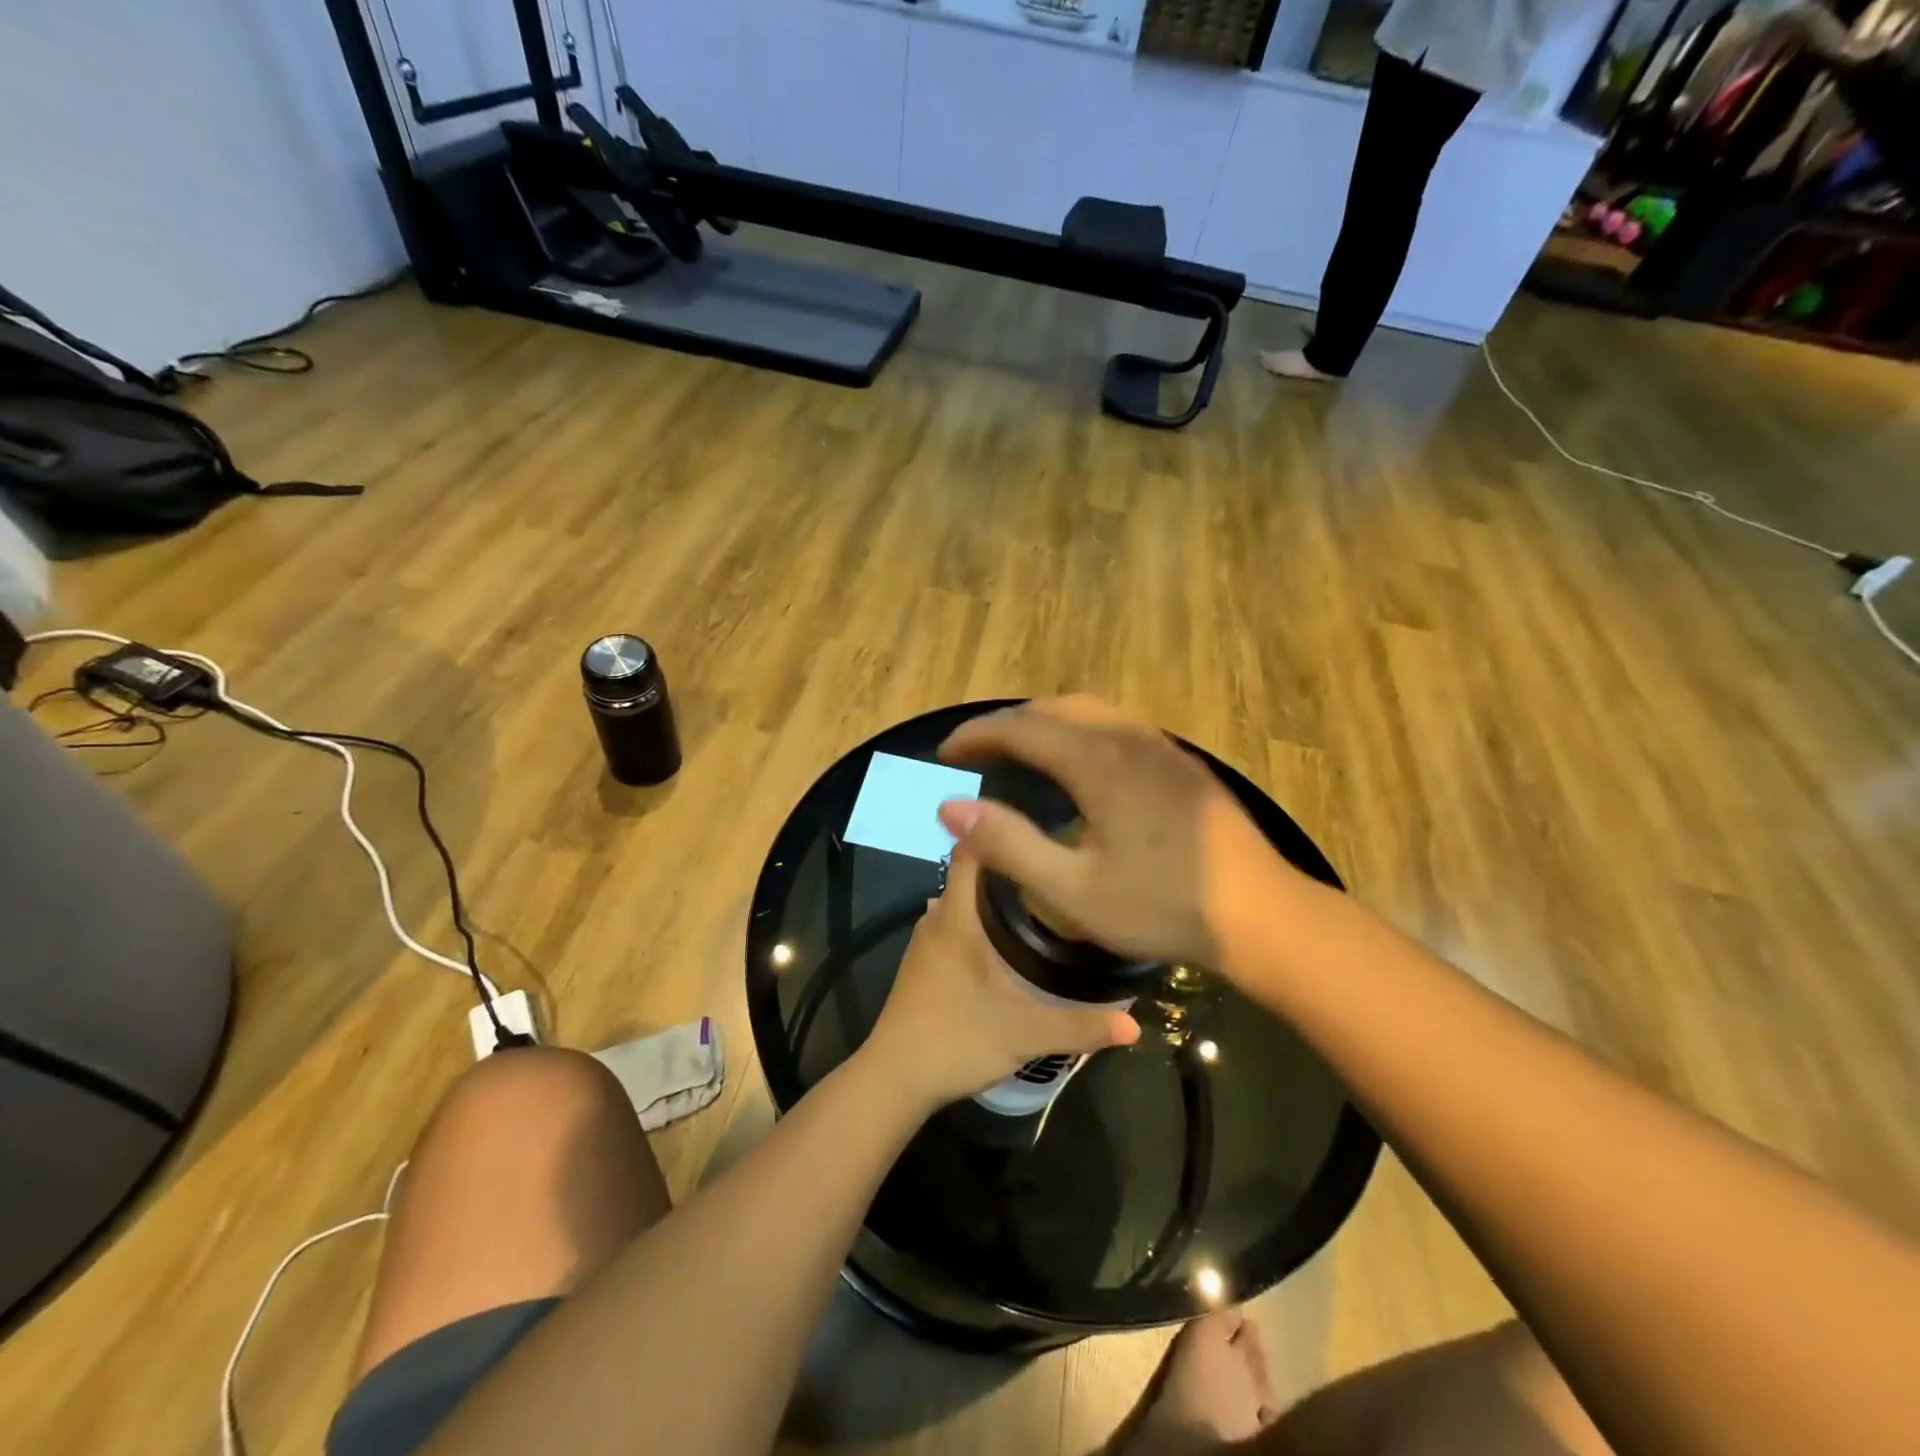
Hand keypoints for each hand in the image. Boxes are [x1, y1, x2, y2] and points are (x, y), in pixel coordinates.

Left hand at [864, 846, 1138, 1109]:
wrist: (894, 1080)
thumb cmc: (956, 1041)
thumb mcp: (1025, 1035)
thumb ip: (1081, 1027)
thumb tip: (1135, 1025)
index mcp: (957, 916)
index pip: (972, 848)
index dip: (1001, 829)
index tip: (1042, 826)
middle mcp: (937, 917)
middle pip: (971, 871)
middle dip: (1011, 863)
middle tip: (1058, 864)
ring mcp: (925, 940)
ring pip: (963, 898)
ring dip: (995, 893)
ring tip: (1043, 896)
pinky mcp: (922, 962)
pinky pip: (955, 921)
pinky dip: (981, 917)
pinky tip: (1010, 937)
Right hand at [935, 696, 1293, 970]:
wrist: (1262, 916)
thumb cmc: (1162, 906)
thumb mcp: (1072, 890)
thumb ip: (1007, 844)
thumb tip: (949, 806)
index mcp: (1099, 762)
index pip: (1022, 728)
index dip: (977, 735)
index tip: (945, 754)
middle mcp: (1129, 738)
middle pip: (1055, 708)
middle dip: (1008, 724)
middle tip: (976, 755)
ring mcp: (1161, 747)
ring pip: (1089, 712)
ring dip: (1045, 724)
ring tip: (1018, 754)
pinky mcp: (1181, 763)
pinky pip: (1116, 727)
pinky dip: (1078, 732)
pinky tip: (1078, 767)